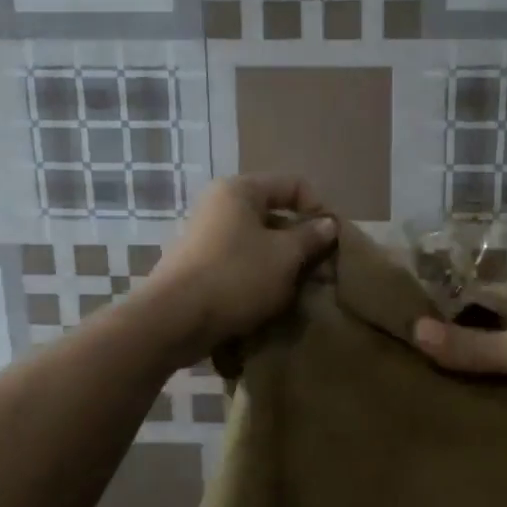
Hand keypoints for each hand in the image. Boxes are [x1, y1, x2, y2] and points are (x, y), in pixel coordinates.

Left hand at [147, 174, 337, 361]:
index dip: (318, 209)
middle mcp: (219, 206)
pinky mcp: (199, 267)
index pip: (293, 185)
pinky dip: (259, 278)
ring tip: (298, 290)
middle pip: (274, 215)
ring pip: (258, 243)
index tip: (332, 241)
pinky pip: (240, 264)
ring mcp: (206, 237)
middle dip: (301, 242)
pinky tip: (270, 301)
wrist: (174, 321)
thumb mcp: (285, 256)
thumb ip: (311, 237)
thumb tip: (329, 224)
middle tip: (319, 271)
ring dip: (282, 264)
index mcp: (239, 190)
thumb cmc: (236, 276)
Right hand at [412, 282, 506, 422]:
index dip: (456, 308)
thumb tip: (414, 331)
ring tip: (447, 389)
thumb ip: (474, 345)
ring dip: (494, 373)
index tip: (420, 327)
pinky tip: (486, 408)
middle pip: (504, 327)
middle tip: (427, 364)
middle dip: (472, 344)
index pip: (490, 294)